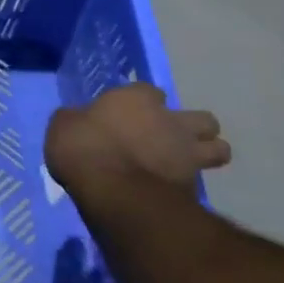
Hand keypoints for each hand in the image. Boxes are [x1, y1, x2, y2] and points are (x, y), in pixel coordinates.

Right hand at [45, 82, 229, 195]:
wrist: (113, 191)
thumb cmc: (83, 148)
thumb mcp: (64, 125)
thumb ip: (79, 120)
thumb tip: (80, 121)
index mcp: (137, 98)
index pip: (150, 91)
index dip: (143, 103)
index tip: (130, 115)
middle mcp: (170, 120)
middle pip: (202, 119)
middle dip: (192, 127)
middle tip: (170, 138)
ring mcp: (187, 153)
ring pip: (219, 148)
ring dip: (207, 153)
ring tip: (186, 162)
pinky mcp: (194, 187)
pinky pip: (200, 182)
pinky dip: (191, 185)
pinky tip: (175, 190)